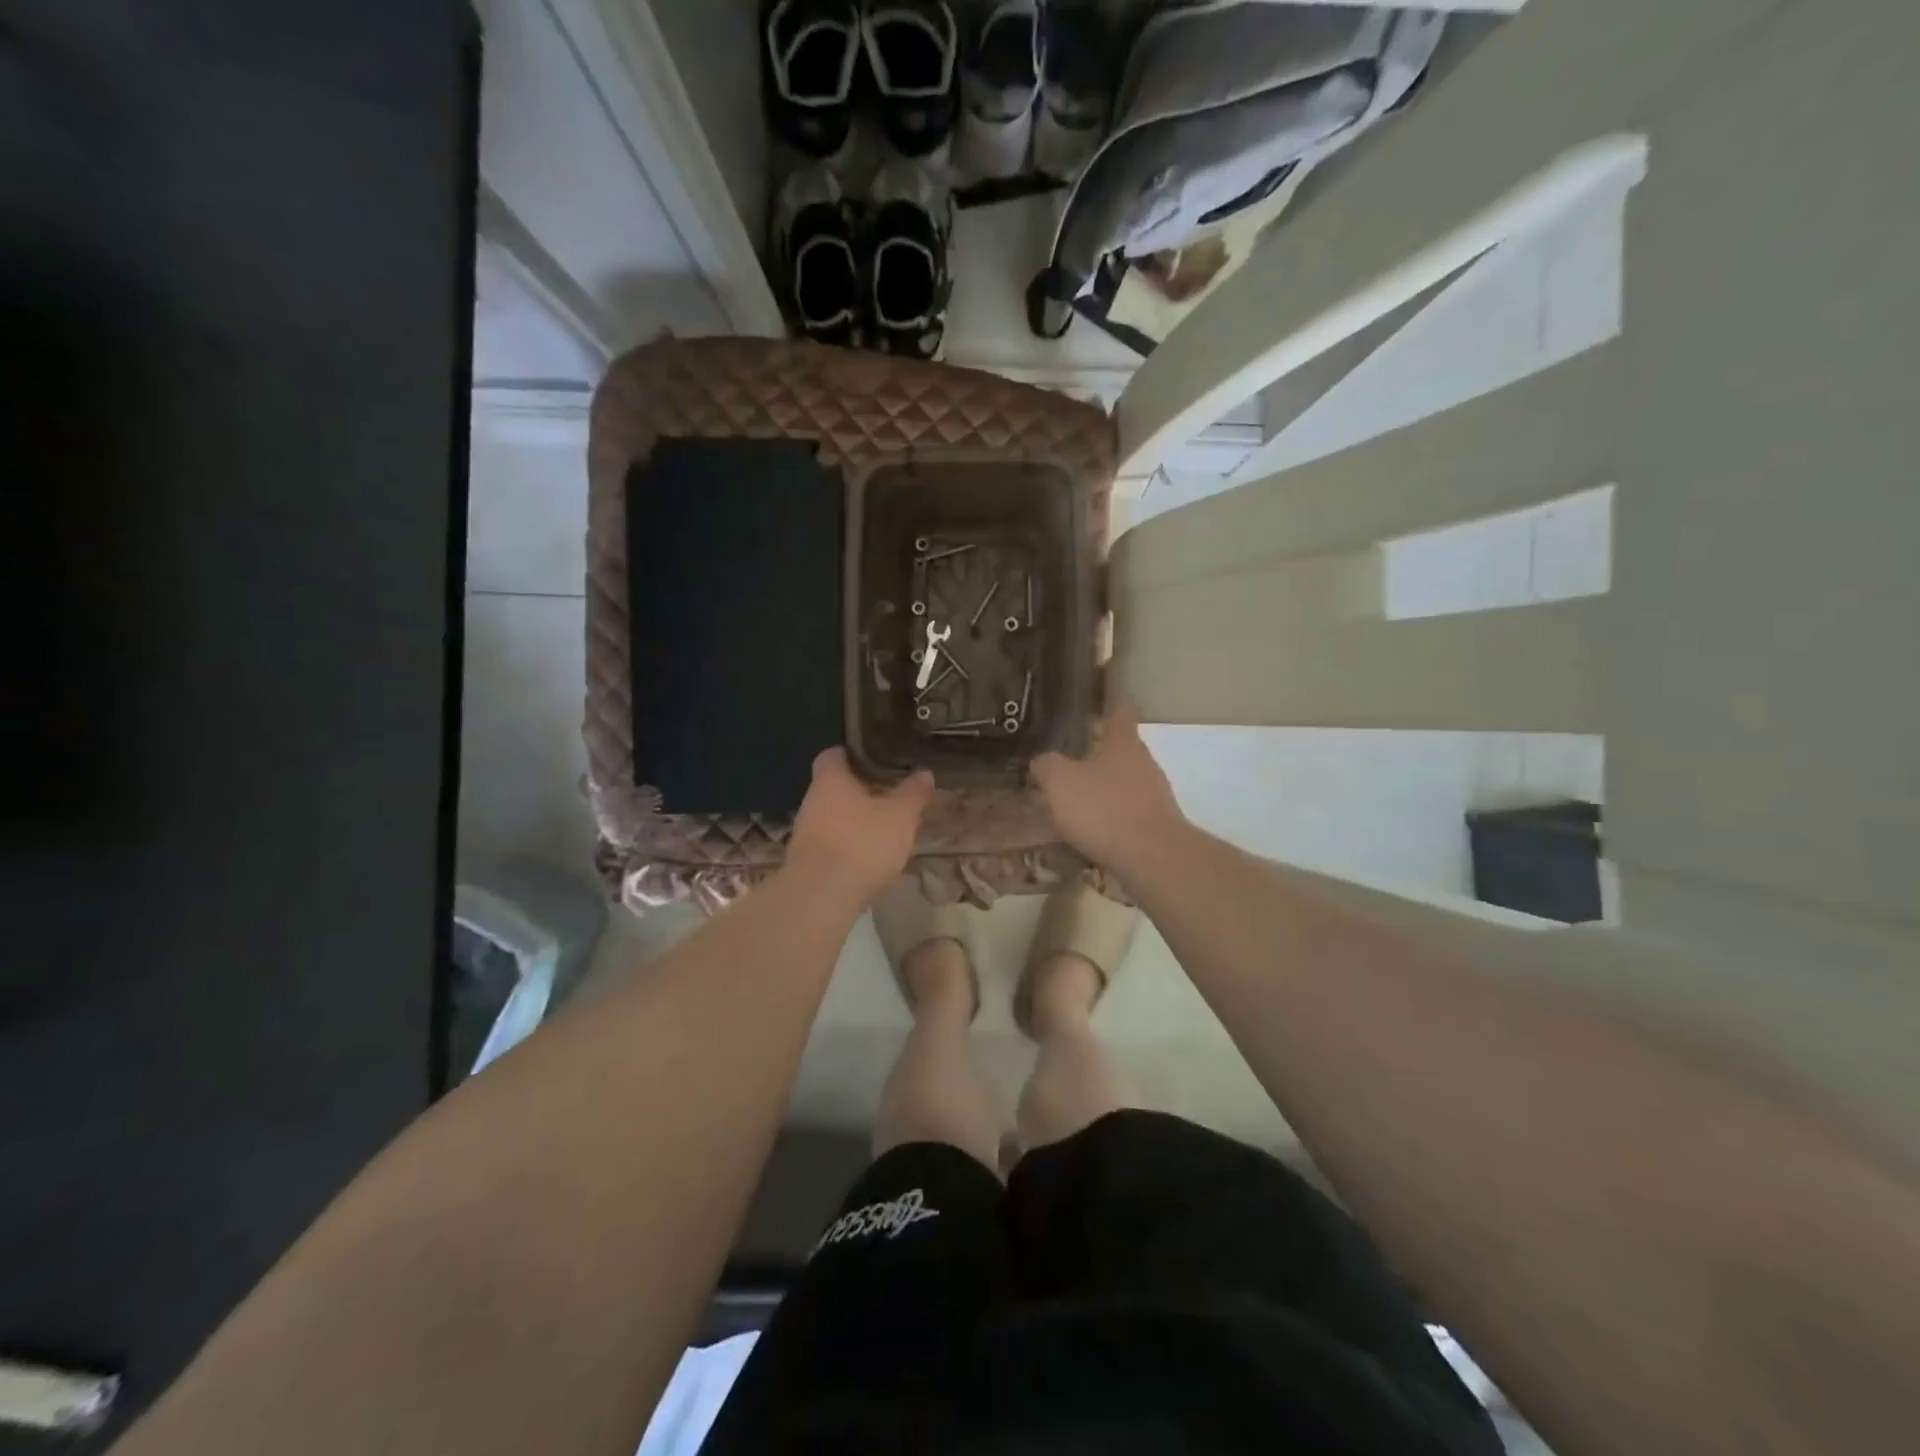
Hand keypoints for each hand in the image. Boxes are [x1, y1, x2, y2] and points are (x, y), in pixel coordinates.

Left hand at [788, 749, 934, 905]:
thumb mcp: (900, 816)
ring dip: (855, 820)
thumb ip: (913, 793)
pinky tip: (869, 858)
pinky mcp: (806, 862)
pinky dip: (849, 845)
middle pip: (835, 787)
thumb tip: (924, 773)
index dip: (854, 754)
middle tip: (890, 795)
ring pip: (833, 816)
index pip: (834, 754)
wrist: (821, 897)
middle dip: (861, 791)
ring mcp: (805, 833)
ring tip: (885, 828)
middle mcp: (812, 800)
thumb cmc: (862, 843)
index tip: (877, 759)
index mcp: (830, 779)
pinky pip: (831, 843)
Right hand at [1031, 702, 1187, 876]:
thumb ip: (1046, 765)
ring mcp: (1155, 793)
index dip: (1107, 703)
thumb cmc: (1104, 809)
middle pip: (1119, 748)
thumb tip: (1042, 760)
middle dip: (1095, 753)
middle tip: (1065, 759)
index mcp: (1123, 741)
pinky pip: (1128, 811)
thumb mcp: (1060, 782)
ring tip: (1073, 799)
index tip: (1092, 702)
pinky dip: (1110, 815)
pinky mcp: (1156, 823)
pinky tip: (1091, 829)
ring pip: (1124, 781)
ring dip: (1102, 787)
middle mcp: (1144, 761)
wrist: (1153, 858)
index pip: (1119, 710)